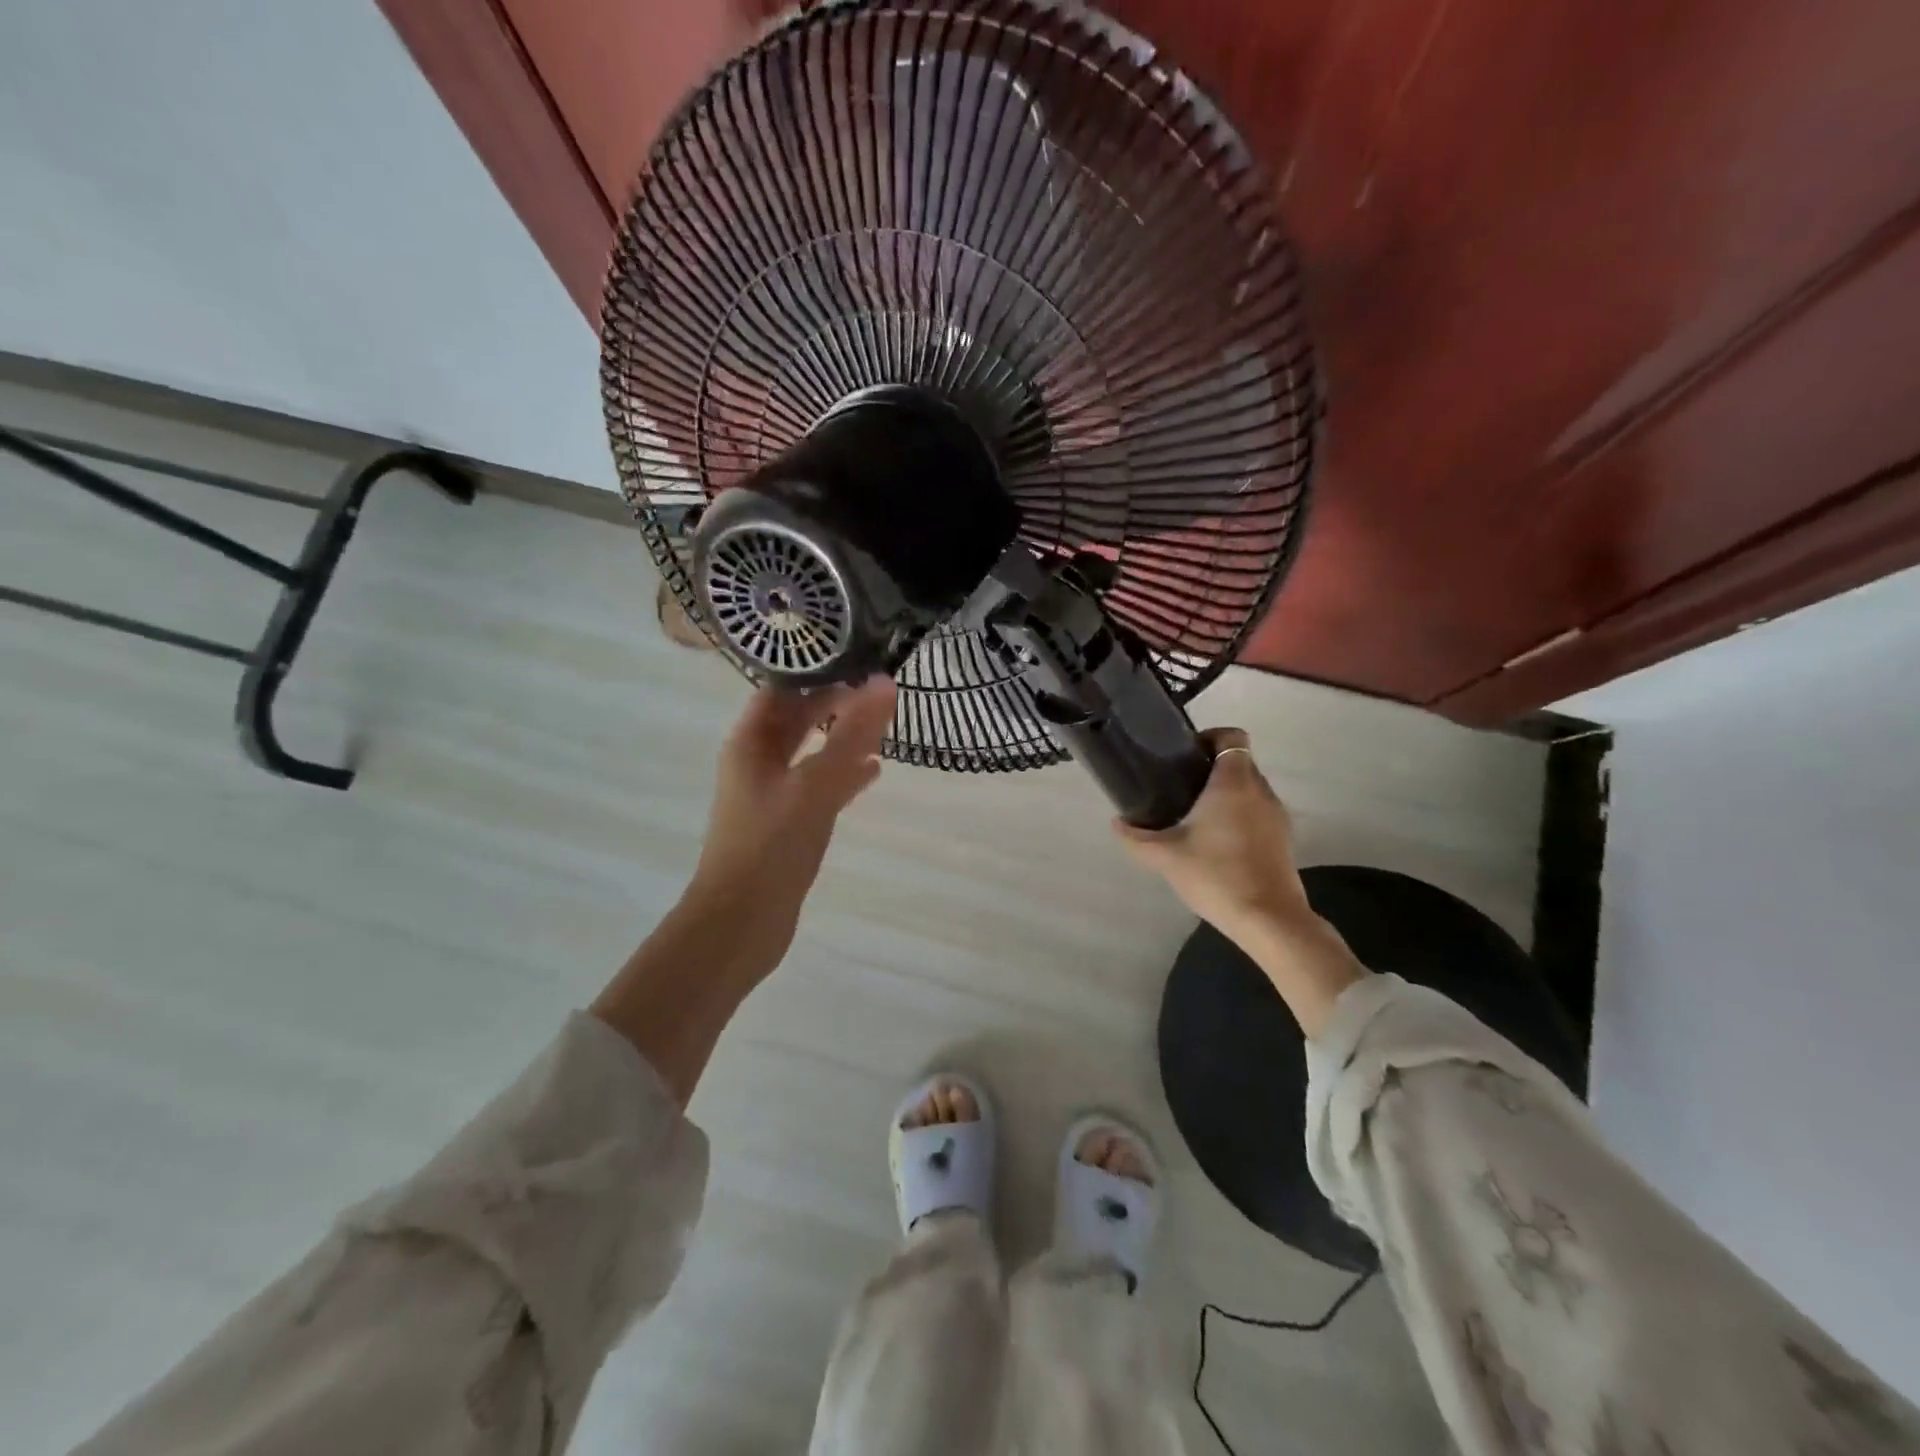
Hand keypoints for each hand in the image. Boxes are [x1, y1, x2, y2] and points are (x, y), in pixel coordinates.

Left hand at [686, 678, 896, 953]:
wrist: (741, 922)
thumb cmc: (771, 846)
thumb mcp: (815, 785)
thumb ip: (851, 735)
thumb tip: (885, 682)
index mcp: (751, 742)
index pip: (783, 687)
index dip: (817, 669)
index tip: (860, 654)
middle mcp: (758, 761)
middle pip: (798, 718)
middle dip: (836, 703)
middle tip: (881, 688)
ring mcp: (773, 793)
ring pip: (812, 752)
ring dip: (843, 737)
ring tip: (885, 725)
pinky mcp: (788, 822)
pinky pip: (819, 785)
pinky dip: (844, 774)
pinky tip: (874, 772)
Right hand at [1116, 729, 1364, 1035]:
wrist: (1268, 919)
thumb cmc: (1216, 875)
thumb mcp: (1165, 857)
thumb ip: (1137, 837)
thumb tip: (1117, 823)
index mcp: (1233, 782)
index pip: (1232, 736)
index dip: (1209, 736)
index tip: (1184, 754)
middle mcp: (1260, 790)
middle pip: (1239, 761)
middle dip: (1211, 766)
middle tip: (1180, 785)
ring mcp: (1276, 815)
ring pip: (1250, 787)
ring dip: (1226, 791)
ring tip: (1196, 813)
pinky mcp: (1283, 838)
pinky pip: (1258, 810)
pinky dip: (1239, 813)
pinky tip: (1217, 839)